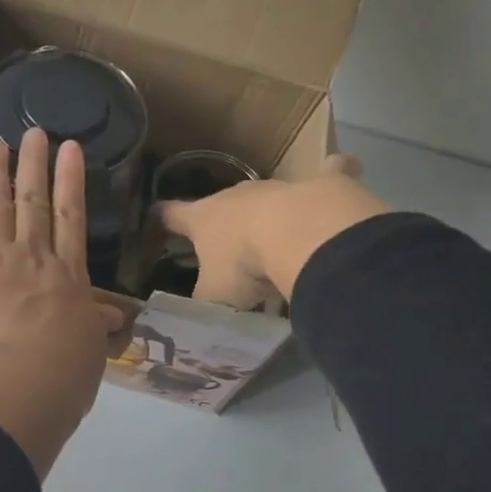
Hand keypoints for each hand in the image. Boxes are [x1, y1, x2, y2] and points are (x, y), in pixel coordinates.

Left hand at [0, 128, 126, 477]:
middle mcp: (31, 259)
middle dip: (34, 166)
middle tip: (33, 133)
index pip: (71, 217)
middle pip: (34, 203)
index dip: (71, 181)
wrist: (18, 386)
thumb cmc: (64, 374)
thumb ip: (93, 325)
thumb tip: (108, 315)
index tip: (70, 148)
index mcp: (67, 275)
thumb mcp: (90, 348)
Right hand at [156, 154, 389, 305]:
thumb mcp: (213, 298)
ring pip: (267, 196)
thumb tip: (188, 319)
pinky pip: (329, 171)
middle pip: (221, 205)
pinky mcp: (322, 183)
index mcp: (203, 218)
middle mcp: (236, 196)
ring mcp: (278, 187)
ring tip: (279, 243)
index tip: (152, 220)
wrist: (301, 236)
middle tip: (228, 252)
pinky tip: (338, 175)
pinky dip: (331, 173)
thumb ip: (200, 305)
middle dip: (222, 224)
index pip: (169, 214)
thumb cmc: (245, 266)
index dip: (159, 219)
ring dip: (268, 216)